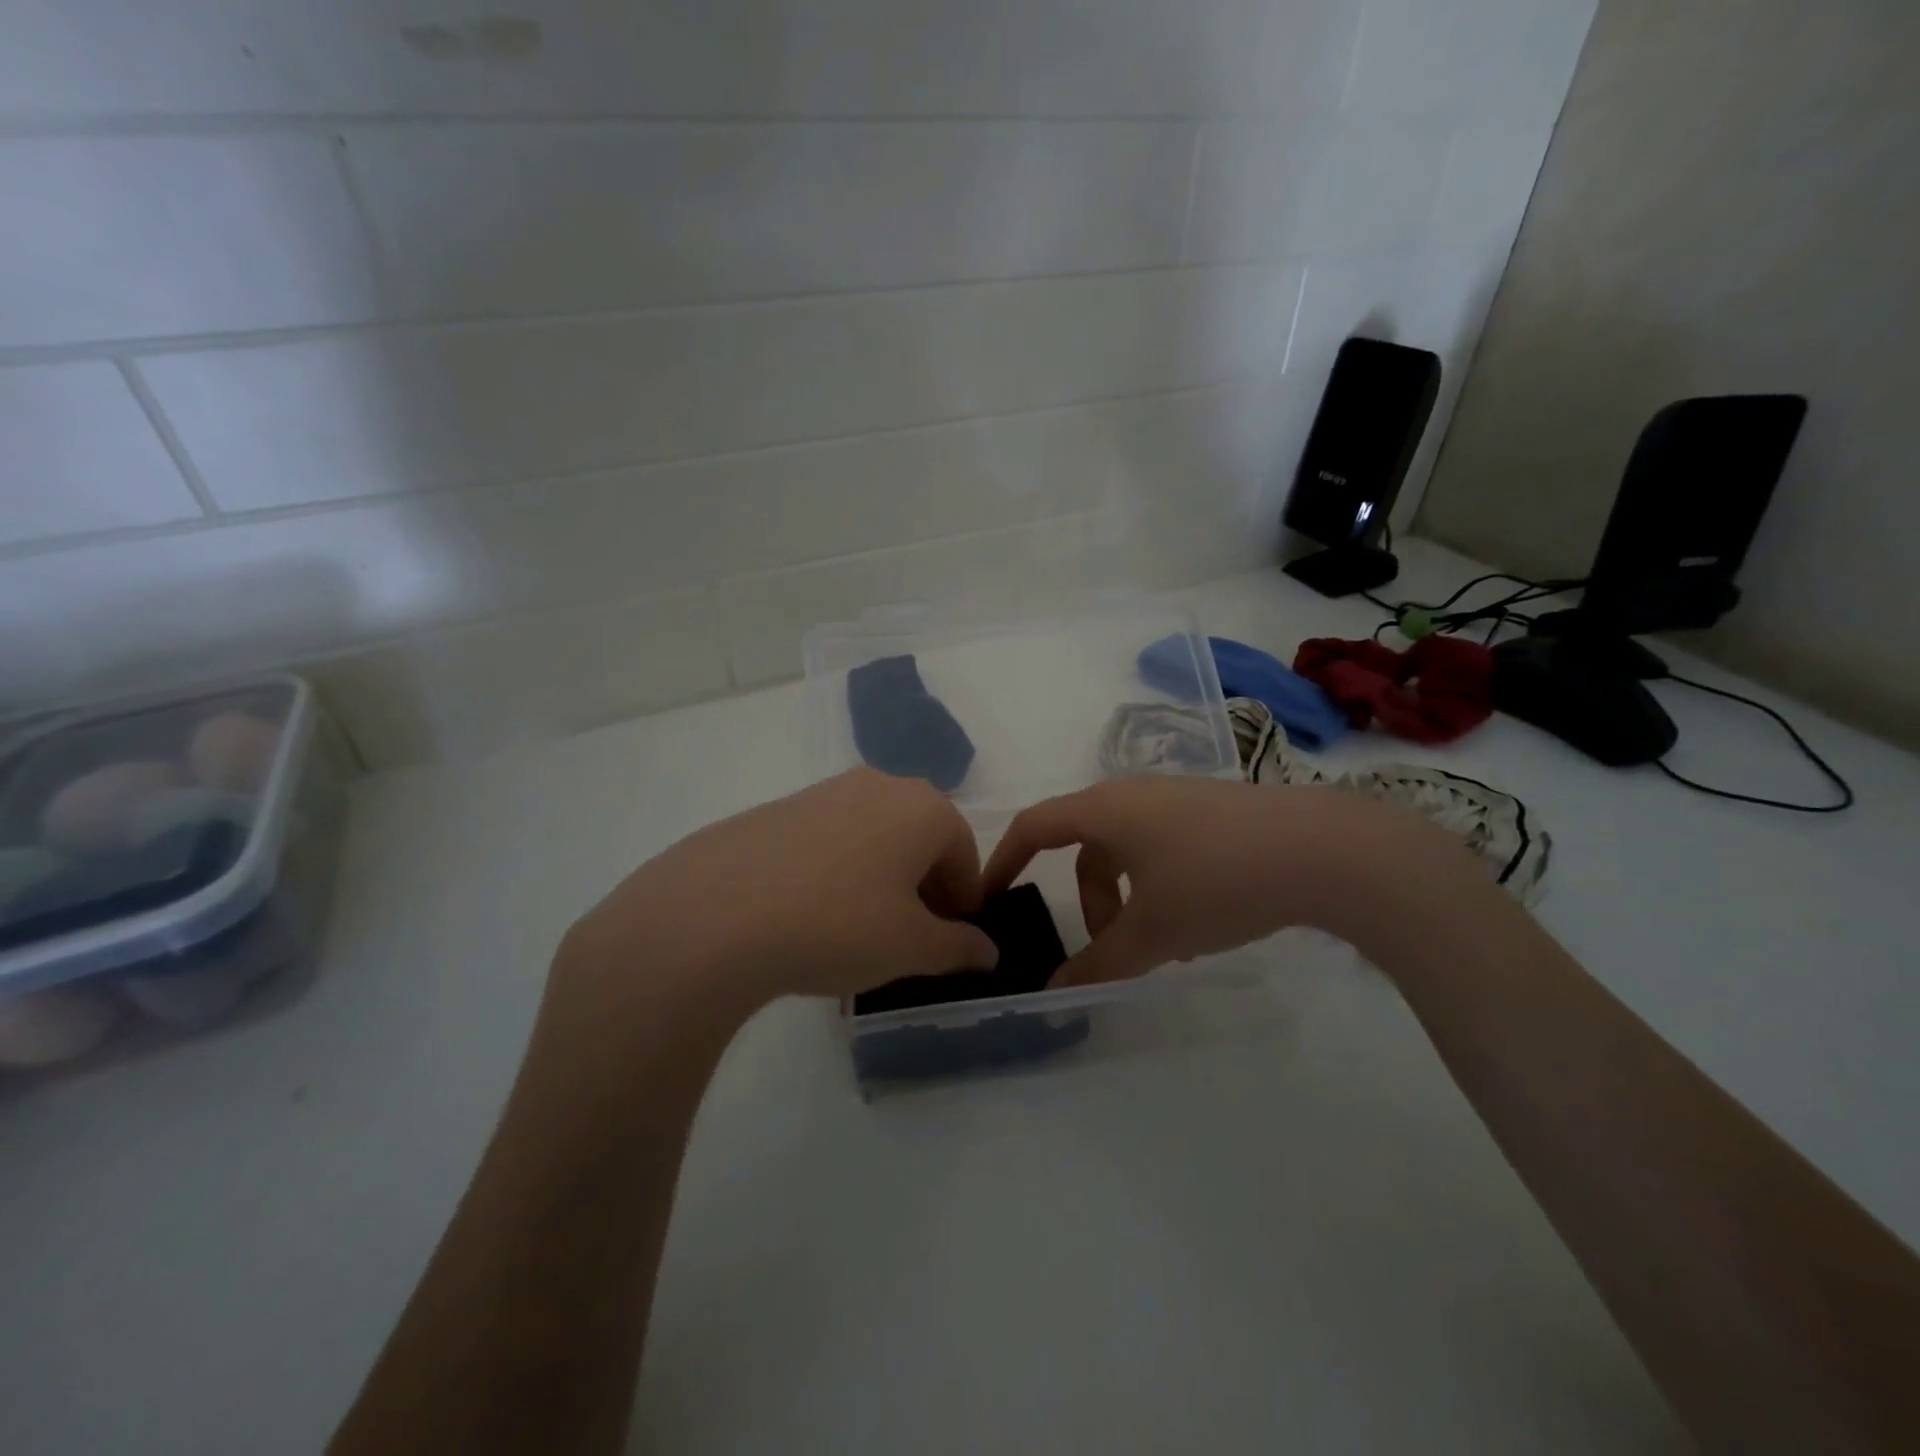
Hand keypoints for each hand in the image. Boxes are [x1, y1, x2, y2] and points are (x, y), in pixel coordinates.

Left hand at [561, 768, 997, 1014]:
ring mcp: (825, 791)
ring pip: (874, 836)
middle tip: (906, 938)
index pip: (964, 855)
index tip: (948, 943)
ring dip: (879, 878)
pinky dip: (836, 871)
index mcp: (924, 808)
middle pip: (920, 839)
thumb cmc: (838, 925)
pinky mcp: (779, 807)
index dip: (963, 903)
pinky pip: (829, 839)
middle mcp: (880, 785)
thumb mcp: (910, 948)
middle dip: (923, 887)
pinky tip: (809, 914)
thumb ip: (958, 947)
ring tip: (856, 929)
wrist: (715, 913)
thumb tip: (987, 951)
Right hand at [983, 777, 1475, 985]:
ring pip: (1126, 850)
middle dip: (1085, 900)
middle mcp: (1133, 794)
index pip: (1033, 826)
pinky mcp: (1212, 810)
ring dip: (1125, 897)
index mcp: (1105, 810)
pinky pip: (1161, 847)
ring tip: (1161, 945)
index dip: (1003, 860)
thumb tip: (1055, 989)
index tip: (989, 897)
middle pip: (1084, 846)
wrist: (1324, 850)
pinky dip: (1156, 885)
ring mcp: (1176, 798)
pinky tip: (1196, 921)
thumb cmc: (1217, 881)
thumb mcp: (1153, 932)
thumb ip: (1099, 964)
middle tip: (1105, 948)